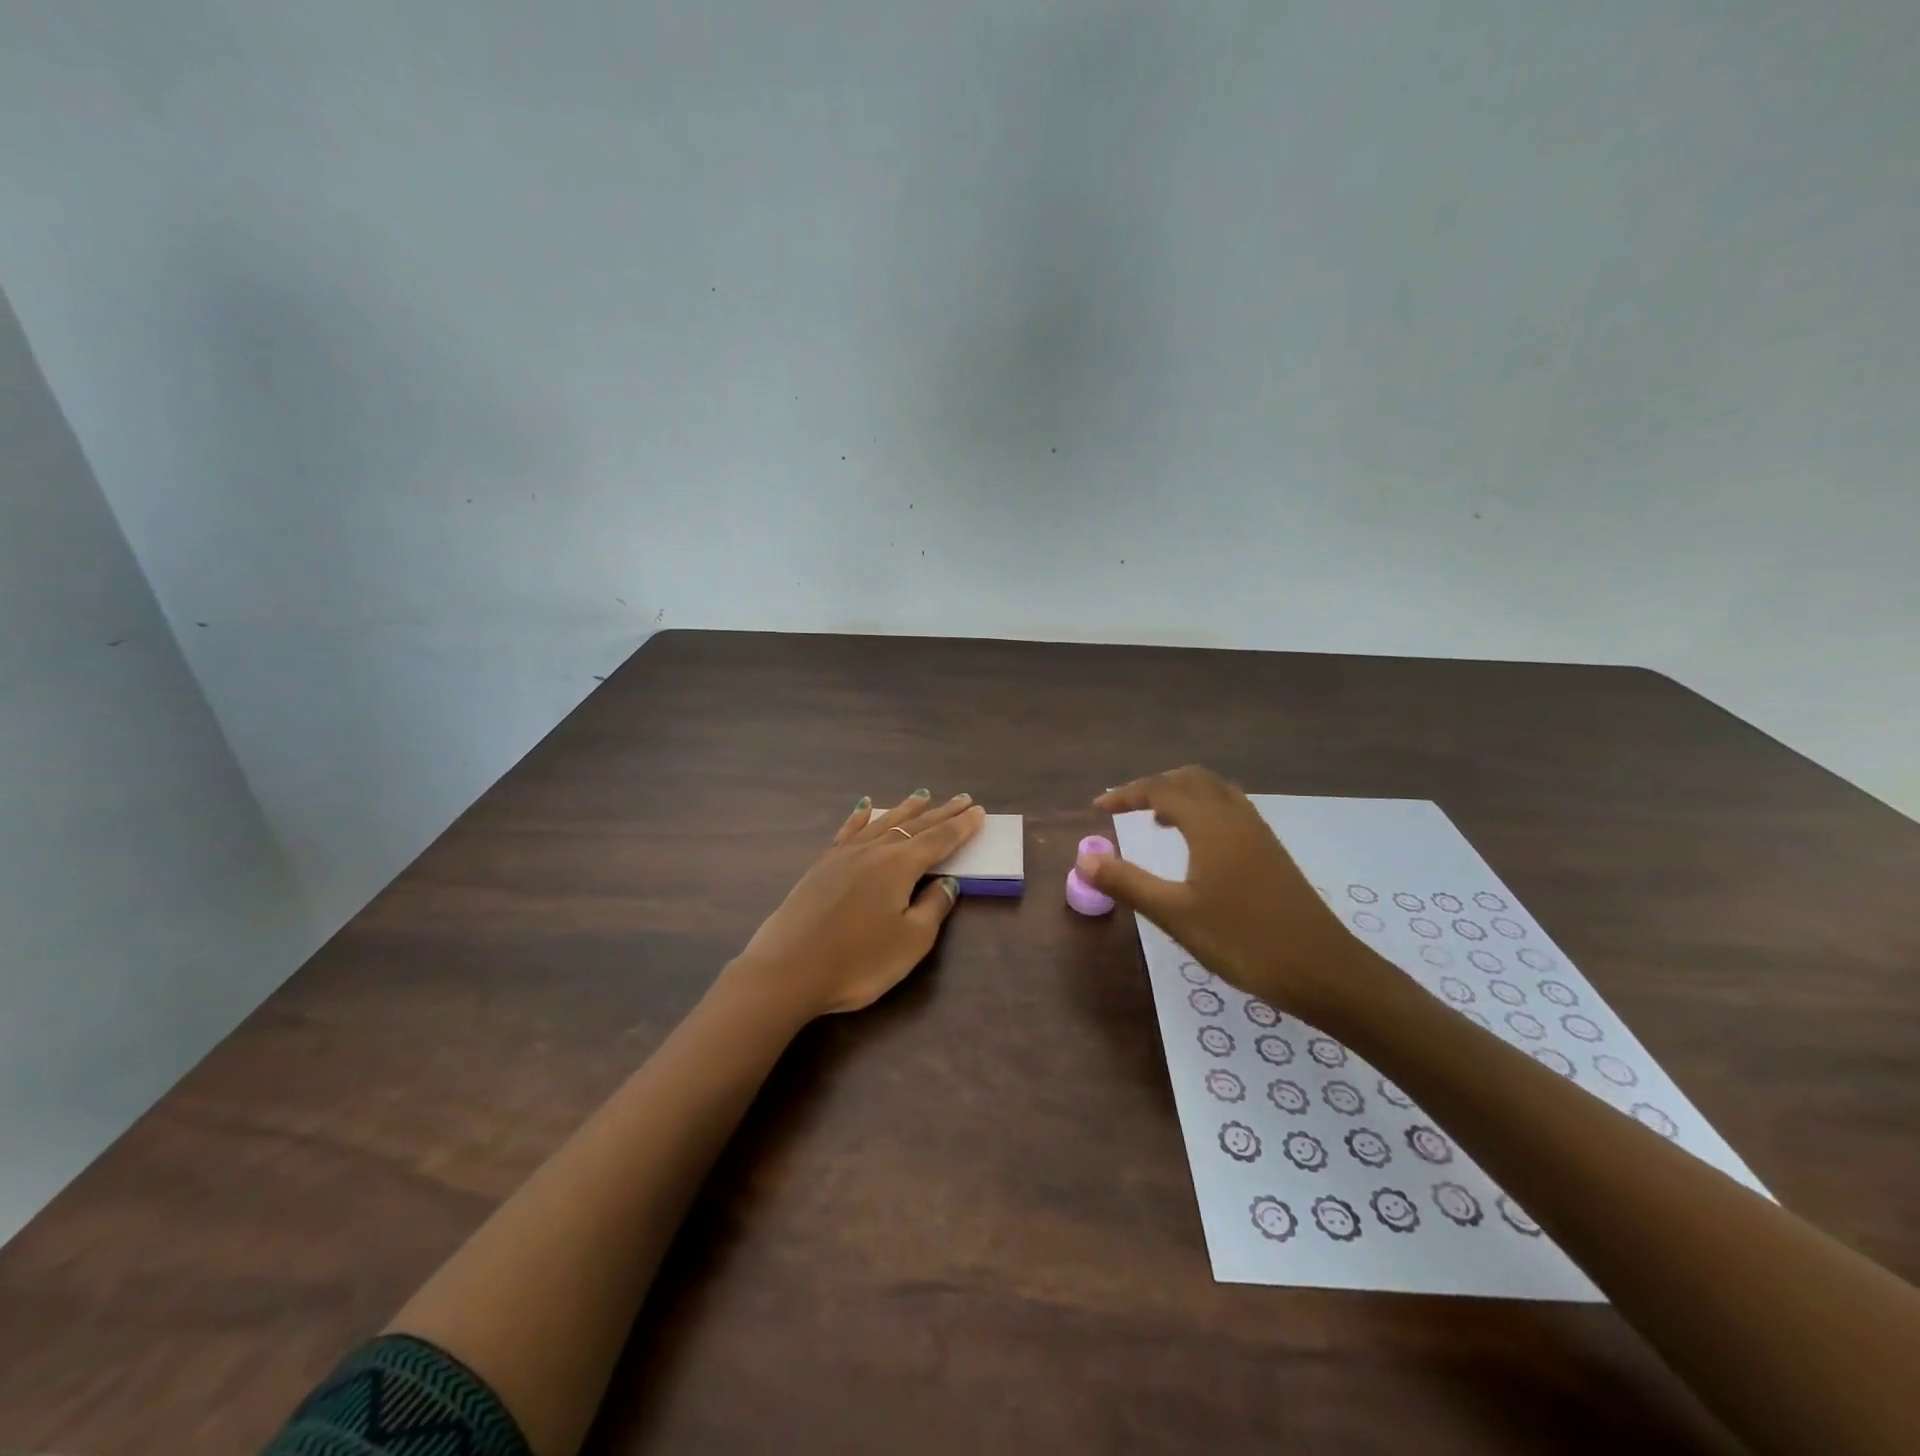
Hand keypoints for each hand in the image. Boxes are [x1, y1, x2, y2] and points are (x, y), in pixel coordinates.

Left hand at [728, 790, 986, 1019]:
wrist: (787, 970)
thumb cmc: (858, 961)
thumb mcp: (910, 941)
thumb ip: (934, 908)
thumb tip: (948, 882)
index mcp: (900, 865)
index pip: (939, 840)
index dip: (961, 827)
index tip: (979, 811)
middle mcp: (874, 850)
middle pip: (914, 826)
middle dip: (941, 813)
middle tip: (962, 798)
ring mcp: (843, 855)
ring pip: (882, 823)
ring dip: (905, 809)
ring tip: (922, 795)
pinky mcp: (821, 866)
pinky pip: (848, 831)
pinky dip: (860, 817)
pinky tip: (864, 806)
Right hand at [1078, 767, 1395, 1025]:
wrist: (1324, 971)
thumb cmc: (1244, 941)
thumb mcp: (1176, 915)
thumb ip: (1127, 883)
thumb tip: (1083, 858)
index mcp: (1211, 824)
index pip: (1161, 790)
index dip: (1126, 794)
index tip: (1098, 808)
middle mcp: (1235, 817)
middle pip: (1191, 779)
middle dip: (1154, 786)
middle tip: (1125, 808)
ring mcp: (1258, 833)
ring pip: (1215, 792)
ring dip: (1182, 795)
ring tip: (1156, 821)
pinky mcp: (1271, 852)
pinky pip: (1230, 810)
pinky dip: (1204, 810)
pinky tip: (1197, 845)